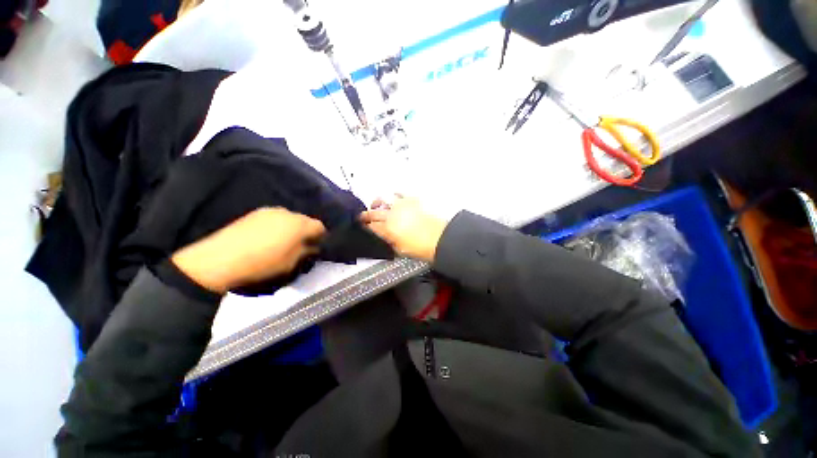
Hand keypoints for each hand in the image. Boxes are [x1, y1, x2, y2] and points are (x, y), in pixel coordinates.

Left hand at [171, 208, 325, 293]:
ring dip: (291, 228)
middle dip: (306, 231)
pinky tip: (268, 237)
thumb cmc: (262, 263)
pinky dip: (277, 225)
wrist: (220, 259)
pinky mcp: (255, 213)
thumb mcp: (291, 263)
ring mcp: (270, 211)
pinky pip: (275, 218)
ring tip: (283, 241)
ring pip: (289, 218)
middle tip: (301, 245)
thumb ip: (306, 252)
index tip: (317, 246)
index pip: (319, 226)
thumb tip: (313, 247)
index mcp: (299, 225)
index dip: (321, 236)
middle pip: (305, 220)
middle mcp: (287, 213)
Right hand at [361, 196, 447, 261]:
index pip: (371, 226)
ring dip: (377, 202)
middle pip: (373, 213)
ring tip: (375, 204)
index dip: (365, 226)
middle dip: (366, 215)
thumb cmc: (421, 247)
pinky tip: (393, 198)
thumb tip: (385, 237)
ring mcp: (401, 206)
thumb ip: (389, 241)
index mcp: (387, 229)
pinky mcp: (412, 200)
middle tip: (363, 216)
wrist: (439, 238)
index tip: (363, 226)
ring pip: (383, 199)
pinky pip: (399, 194)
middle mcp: (391, 215)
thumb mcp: (400, 249)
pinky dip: (394, 196)